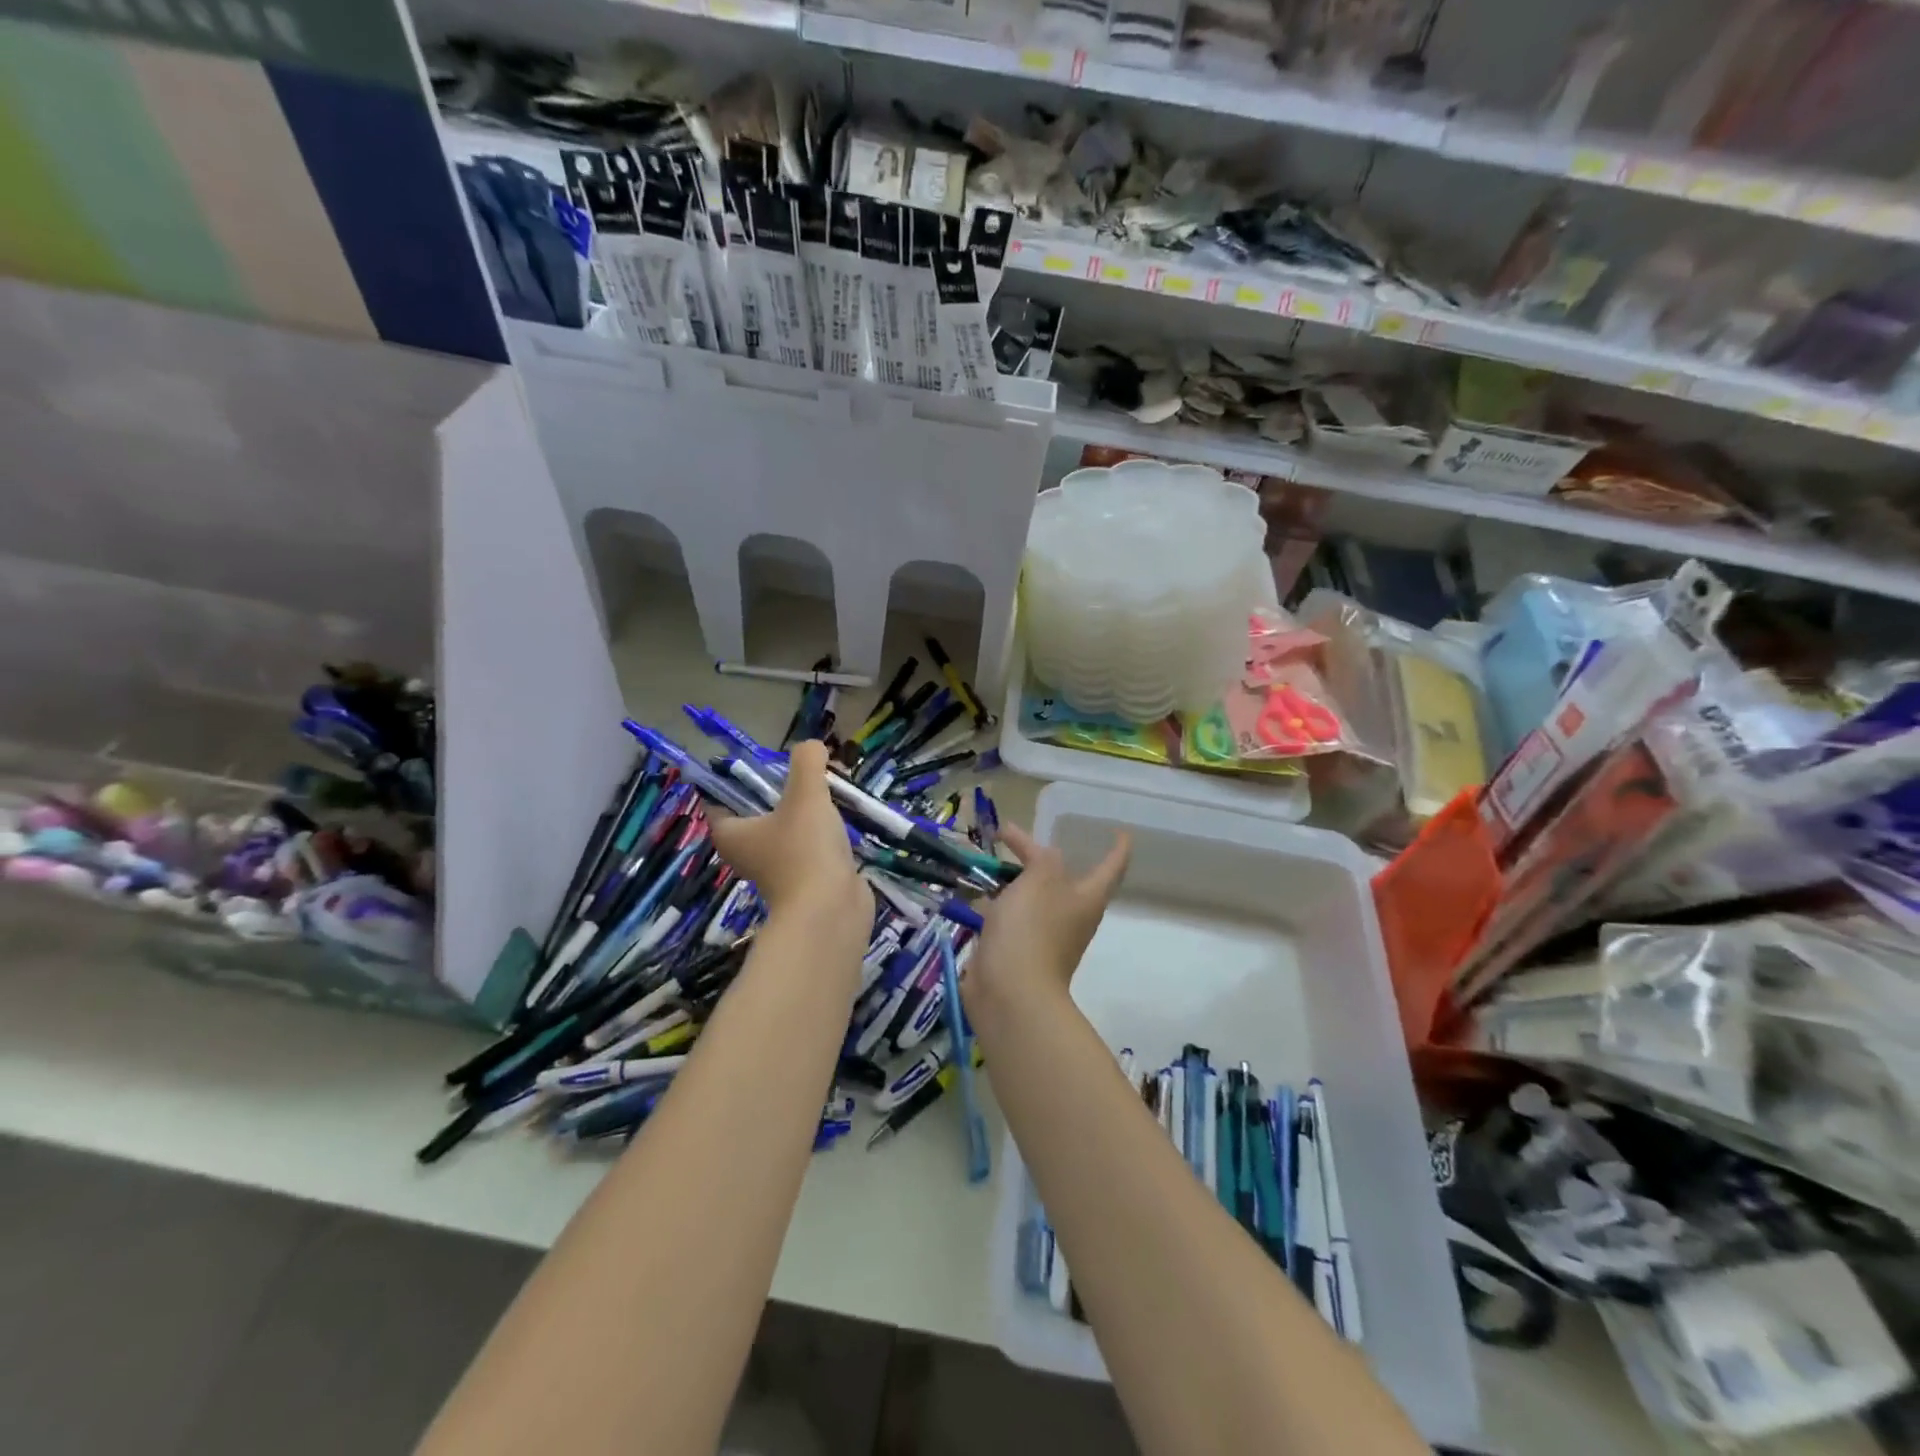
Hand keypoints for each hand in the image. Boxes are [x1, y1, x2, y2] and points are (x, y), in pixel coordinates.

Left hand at [708, 741, 867, 922]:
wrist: (831, 911)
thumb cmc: (804, 849)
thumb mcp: (806, 793)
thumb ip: (807, 762)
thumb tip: (812, 745)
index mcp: (731, 833)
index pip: (720, 798)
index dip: (735, 776)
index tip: (762, 758)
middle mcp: (748, 852)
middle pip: (758, 810)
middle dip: (780, 788)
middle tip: (805, 768)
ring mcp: (778, 868)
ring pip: (787, 828)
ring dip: (806, 810)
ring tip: (830, 786)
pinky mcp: (806, 879)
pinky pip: (810, 846)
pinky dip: (823, 832)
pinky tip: (843, 817)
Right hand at [967, 821, 1130, 1013]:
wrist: (1009, 993)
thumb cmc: (1032, 928)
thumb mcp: (1041, 878)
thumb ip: (1044, 858)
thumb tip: (1042, 856)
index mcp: (1087, 898)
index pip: (1112, 866)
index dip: (1118, 847)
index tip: (1121, 831)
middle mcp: (1072, 917)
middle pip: (1064, 880)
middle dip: (1043, 859)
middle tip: (1016, 839)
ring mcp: (1046, 937)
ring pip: (1034, 899)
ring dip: (1017, 881)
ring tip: (991, 861)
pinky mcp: (1019, 952)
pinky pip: (1012, 920)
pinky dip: (998, 905)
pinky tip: (977, 896)